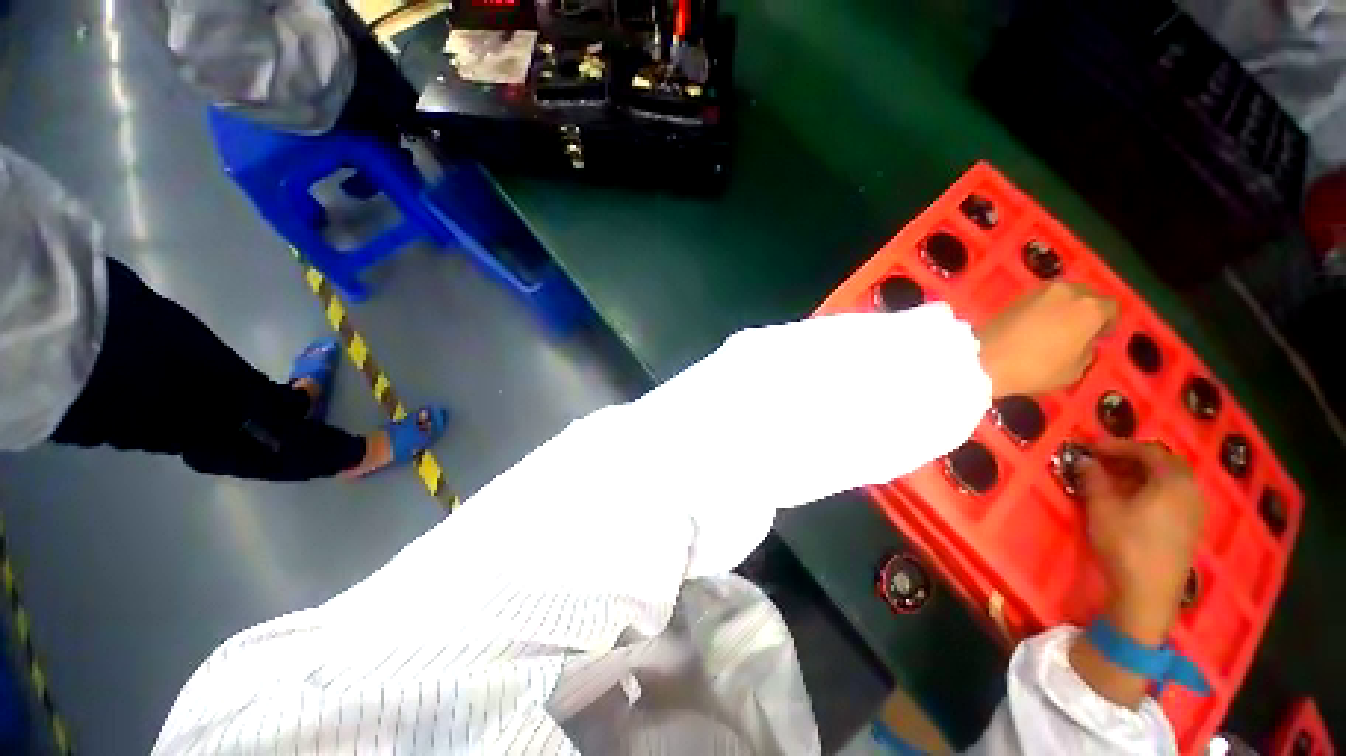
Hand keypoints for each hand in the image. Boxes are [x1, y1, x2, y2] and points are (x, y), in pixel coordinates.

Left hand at [975, 283, 1117, 396]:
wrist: (983, 360)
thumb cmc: (1036, 369)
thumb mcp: (1076, 369)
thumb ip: (1087, 349)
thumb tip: (1084, 340)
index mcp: (1090, 308)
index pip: (1111, 308)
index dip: (1107, 324)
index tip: (1099, 337)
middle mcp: (1067, 292)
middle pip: (1087, 296)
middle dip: (1087, 310)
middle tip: (1079, 331)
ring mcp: (1039, 291)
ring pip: (1063, 295)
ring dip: (1064, 308)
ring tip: (1057, 328)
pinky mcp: (1016, 297)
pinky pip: (1040, 301)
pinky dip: (1044, 309)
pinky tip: (1037, 326)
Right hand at [1068, 440, 1206, 708]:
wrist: (1148, 593)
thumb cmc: (1125, 543)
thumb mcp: (1102, 507)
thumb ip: (1095, 479)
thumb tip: (1086, 460)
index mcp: (1173, 481)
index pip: (1147, 451)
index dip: (1118, 445)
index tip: (1091, 447)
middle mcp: (1191, 490)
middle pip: (1164, 463)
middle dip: (1133, 458)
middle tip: (1104, 461)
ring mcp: (1195, 511)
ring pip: (1170, 481)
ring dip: (1142, 475)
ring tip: (1115, 480)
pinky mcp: (1191, 528)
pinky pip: (1174, 497)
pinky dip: (1153, 490)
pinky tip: (1133, 501)